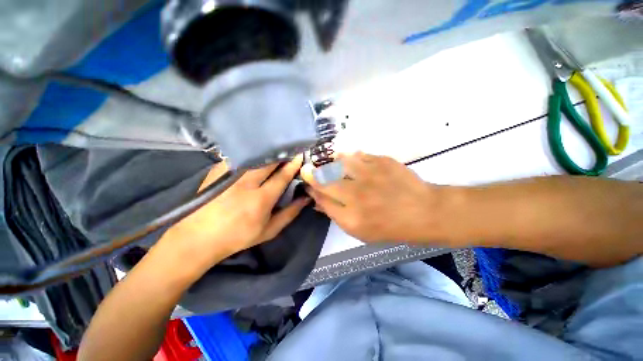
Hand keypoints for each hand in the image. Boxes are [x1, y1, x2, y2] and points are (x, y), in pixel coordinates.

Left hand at [157, 155, 308, 272]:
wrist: (198, 237)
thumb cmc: (238, 236)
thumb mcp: (269, 230)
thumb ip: (290, 213)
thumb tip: (305, 199)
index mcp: (260, 199)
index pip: (281, 176)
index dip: (292, 165)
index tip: (299, 156)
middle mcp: (246, 183)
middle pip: (268, 161)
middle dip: (281, 155)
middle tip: (289, 152)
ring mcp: (230, 174)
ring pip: (255, 156)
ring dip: (268, 153)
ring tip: (275, 153)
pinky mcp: (218, 170)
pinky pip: (241, 157)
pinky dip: (252, 156)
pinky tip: (256, 157)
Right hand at [301, 152, 446, 242]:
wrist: (423, 212)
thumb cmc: (390, 226)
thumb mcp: (360, 231)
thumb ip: (336, 214)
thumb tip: (318, 198)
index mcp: (351, 216)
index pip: (321, 197)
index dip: (311, 188)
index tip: (307, 182)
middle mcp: (357, 194)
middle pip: (325, 179)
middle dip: (312, 173)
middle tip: (309, 169)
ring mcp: (370, 174)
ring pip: (339, 161)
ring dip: (331, 162)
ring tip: (331, 164)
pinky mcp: (382, 161)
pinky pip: (358, 154)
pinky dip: (350, 156)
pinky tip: (350, 160)